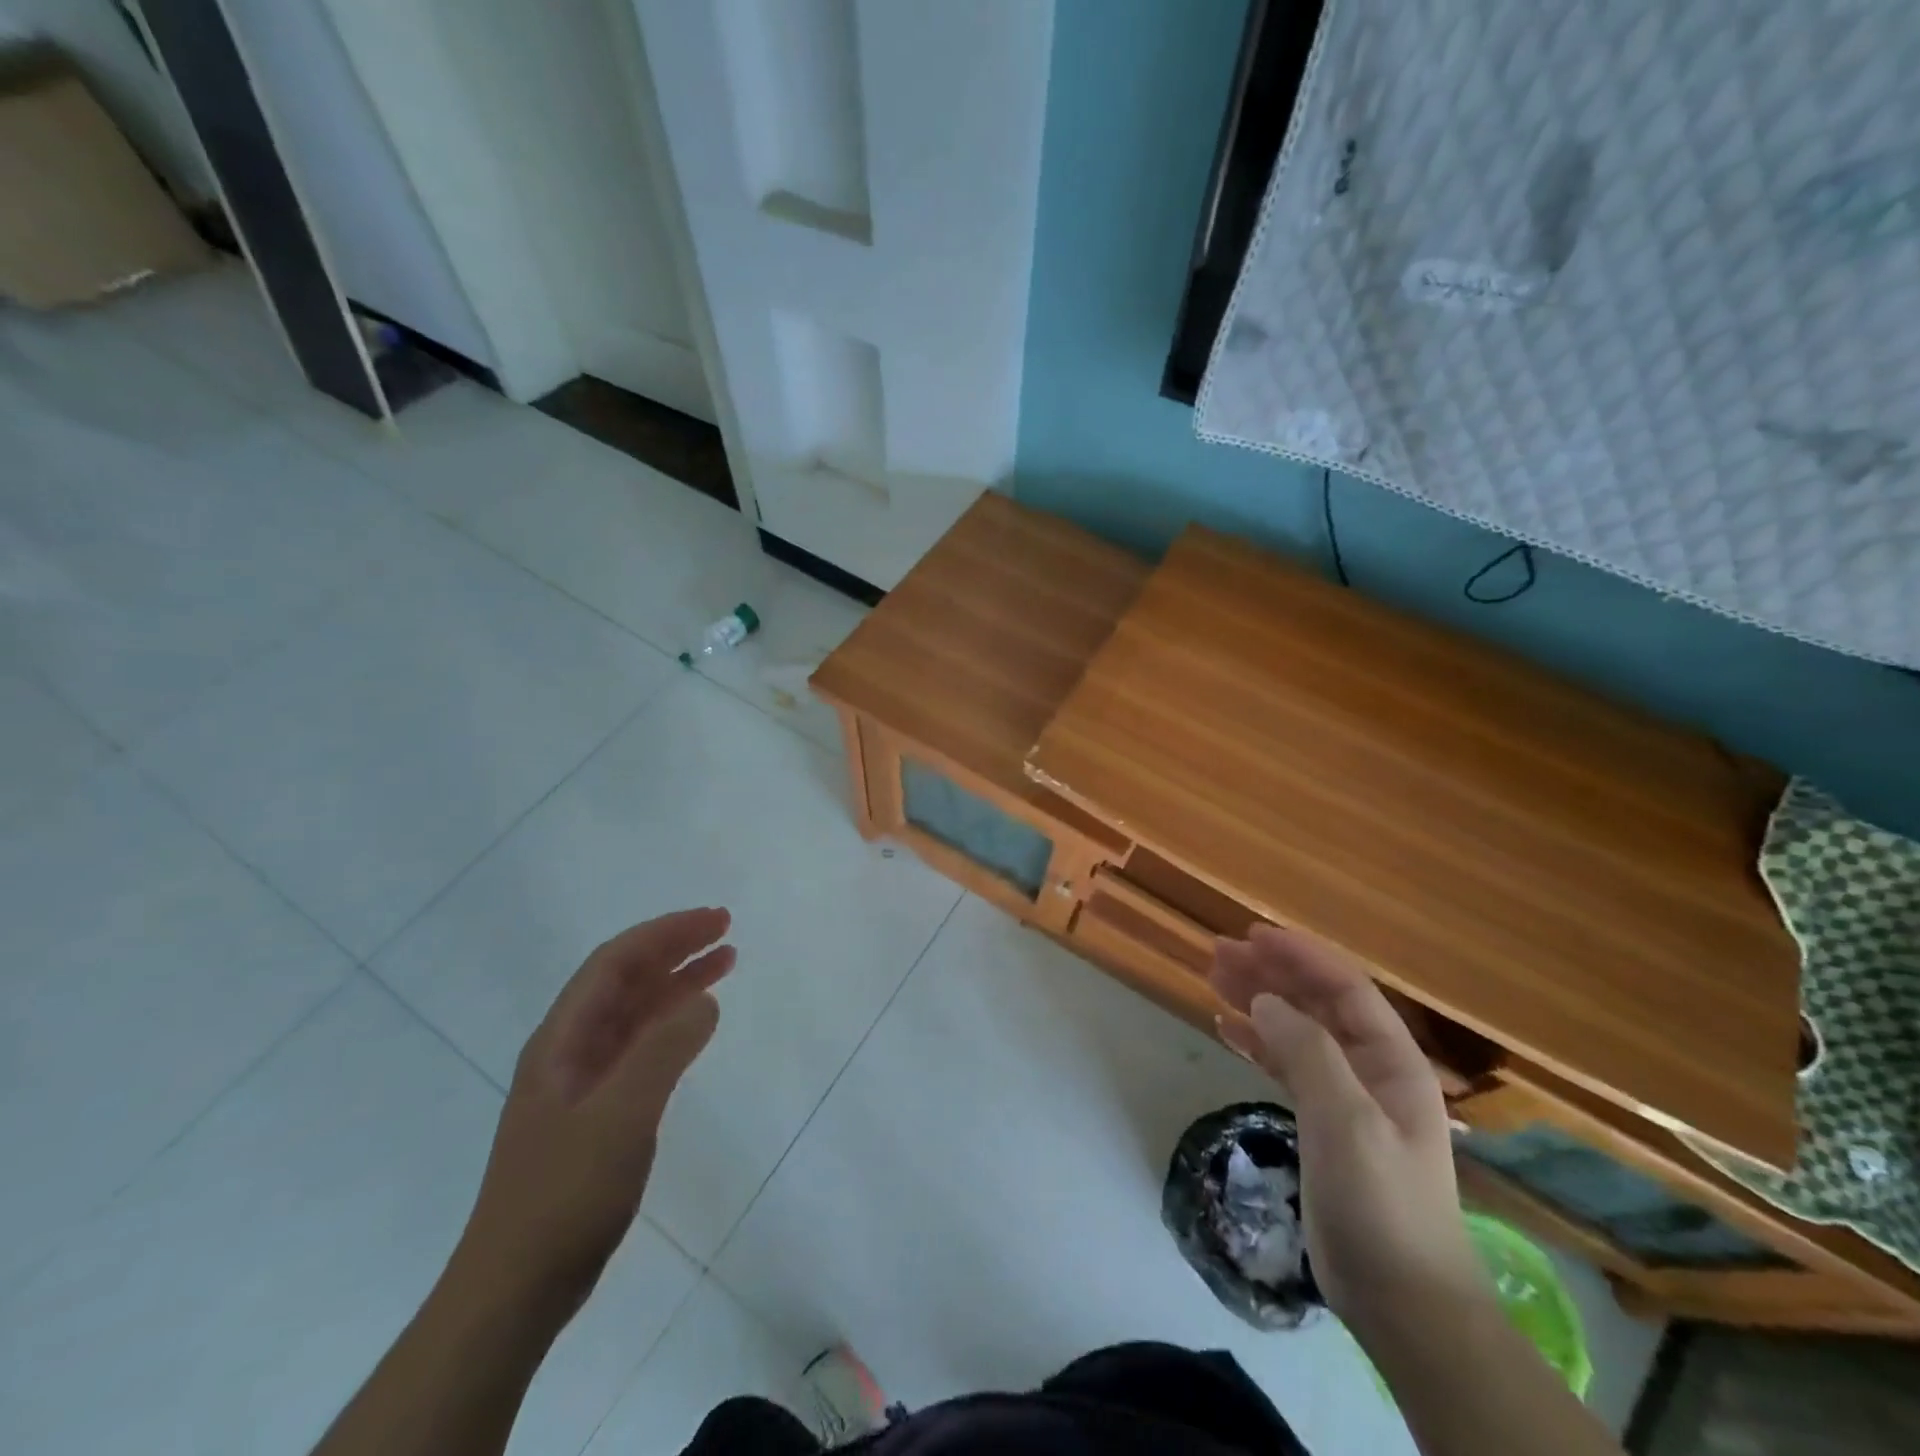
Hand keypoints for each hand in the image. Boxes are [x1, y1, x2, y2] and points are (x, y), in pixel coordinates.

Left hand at [457, 908, 734, 1306]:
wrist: (516, 1290)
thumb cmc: (564, 1195)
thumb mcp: (621, 1115)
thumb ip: (665, 1050)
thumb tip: (704, 998)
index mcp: (562, 1040)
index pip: (615, 963)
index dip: (664, 933)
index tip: (714, 921)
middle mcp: (569, 1050)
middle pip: (626, 980)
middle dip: (674, 949)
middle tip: (726, 931)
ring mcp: (582, 1083)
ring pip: (636, 1013)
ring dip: (678, 983)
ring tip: (725, 963)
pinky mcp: (598, 1112)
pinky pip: (641, 1048)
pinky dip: (673, 1025)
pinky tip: (698, 1024)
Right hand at [1211, 925, 1482, 1339]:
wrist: (1403, 1301)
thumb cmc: (1381, 1202)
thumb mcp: (1346, 1119)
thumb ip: (1306, 1051)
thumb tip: (1264, 1000)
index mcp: (1391, 1061)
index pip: (1345, 988)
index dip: (1301, 955)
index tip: (1253, 934)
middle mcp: (1370, 1069)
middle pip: (1316, 1004)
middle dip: (1271, 973)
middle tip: (1218, 953)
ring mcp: (1345, 1097)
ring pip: (1296, 1031)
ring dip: (1258, 1002)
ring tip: (1214, 979)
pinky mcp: (1322, 1124)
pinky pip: (1285, 1066)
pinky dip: (1256, 1043)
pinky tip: (1226, 1029)